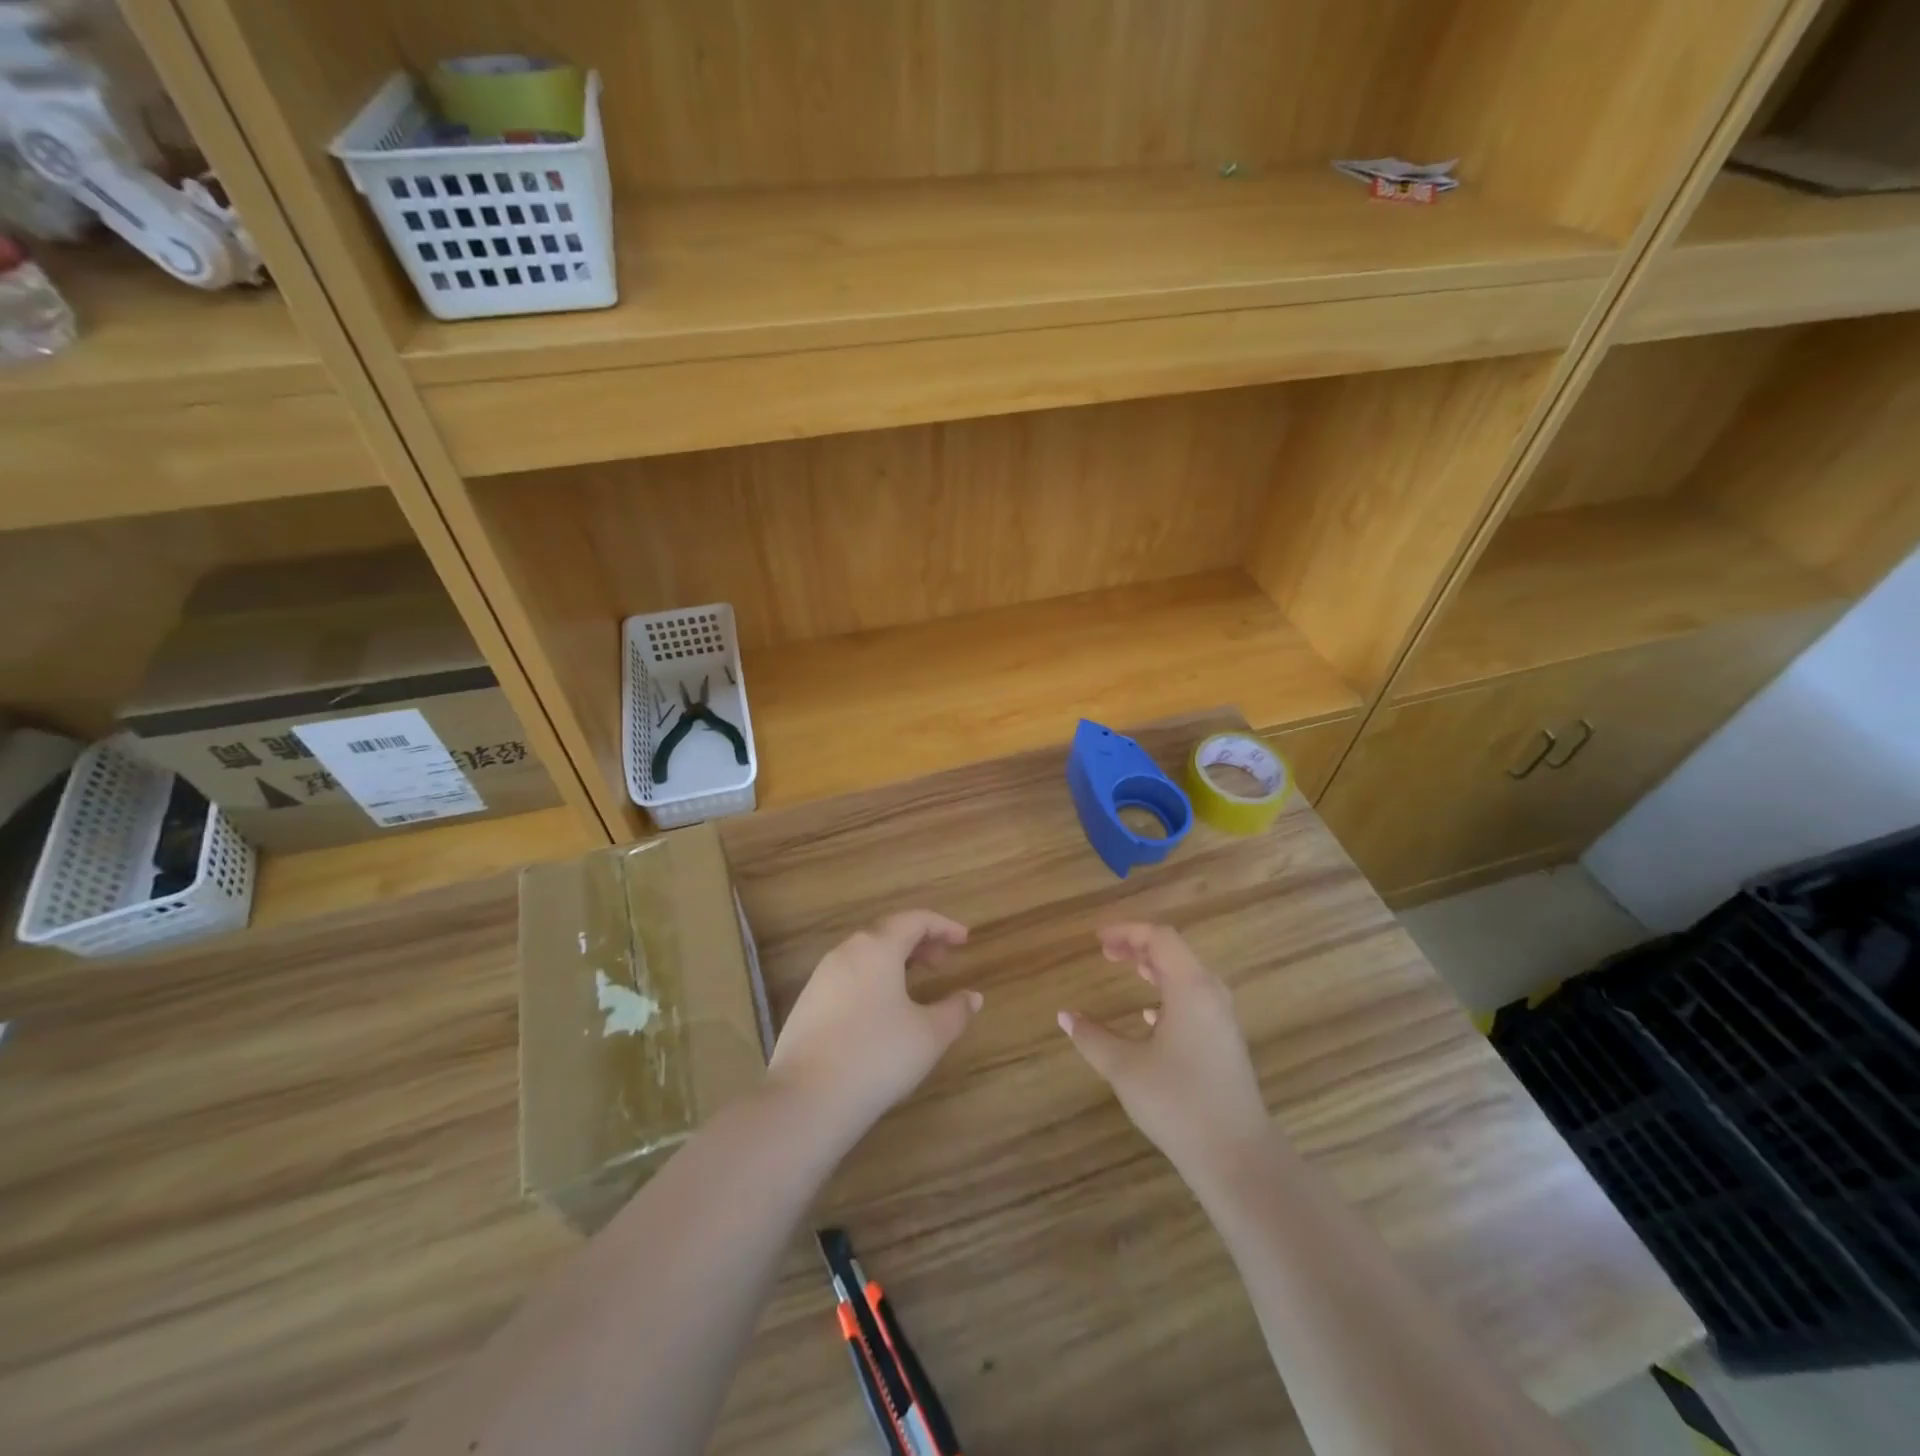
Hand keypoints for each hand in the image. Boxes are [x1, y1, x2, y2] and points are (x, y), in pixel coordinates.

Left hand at [767, 910, 981, 1144]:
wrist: (807, 1099)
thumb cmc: (877, 1056)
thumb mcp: (929, 1036)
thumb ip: (955, 1011)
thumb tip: (972, 997)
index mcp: (877, 947)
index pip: (914, 919)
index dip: (943, 926)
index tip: (964, 940)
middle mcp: (846, 952)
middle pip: (887, 932)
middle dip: (918, 941)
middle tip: (942, 961)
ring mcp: (821, 977)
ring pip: (864, 954)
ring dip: (894, 960)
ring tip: (915, 983)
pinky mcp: (806, 1003)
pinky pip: (848, 976)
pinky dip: (872, 978)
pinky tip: (881, 1009)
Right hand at [1058, 923, 1272, 1185]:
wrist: (1238, 1157)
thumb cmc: (1178, 1103)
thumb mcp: (1125, 1068)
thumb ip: (1092, 1037)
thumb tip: (1065, 1015)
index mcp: (1190, 988)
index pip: (1159, 938)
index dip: (1127, 931)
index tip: (1097, 939)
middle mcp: (1211, 994)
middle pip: (1175, 952)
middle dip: (1139, 945)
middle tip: (1106, 952)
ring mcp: (1223, 1019)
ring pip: (1187, 975)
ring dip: (1155, 967)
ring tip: (1128, 969)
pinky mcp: (1225, 1042)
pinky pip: (1195, 999)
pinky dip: (1169, 993)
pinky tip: (1149, 1016)